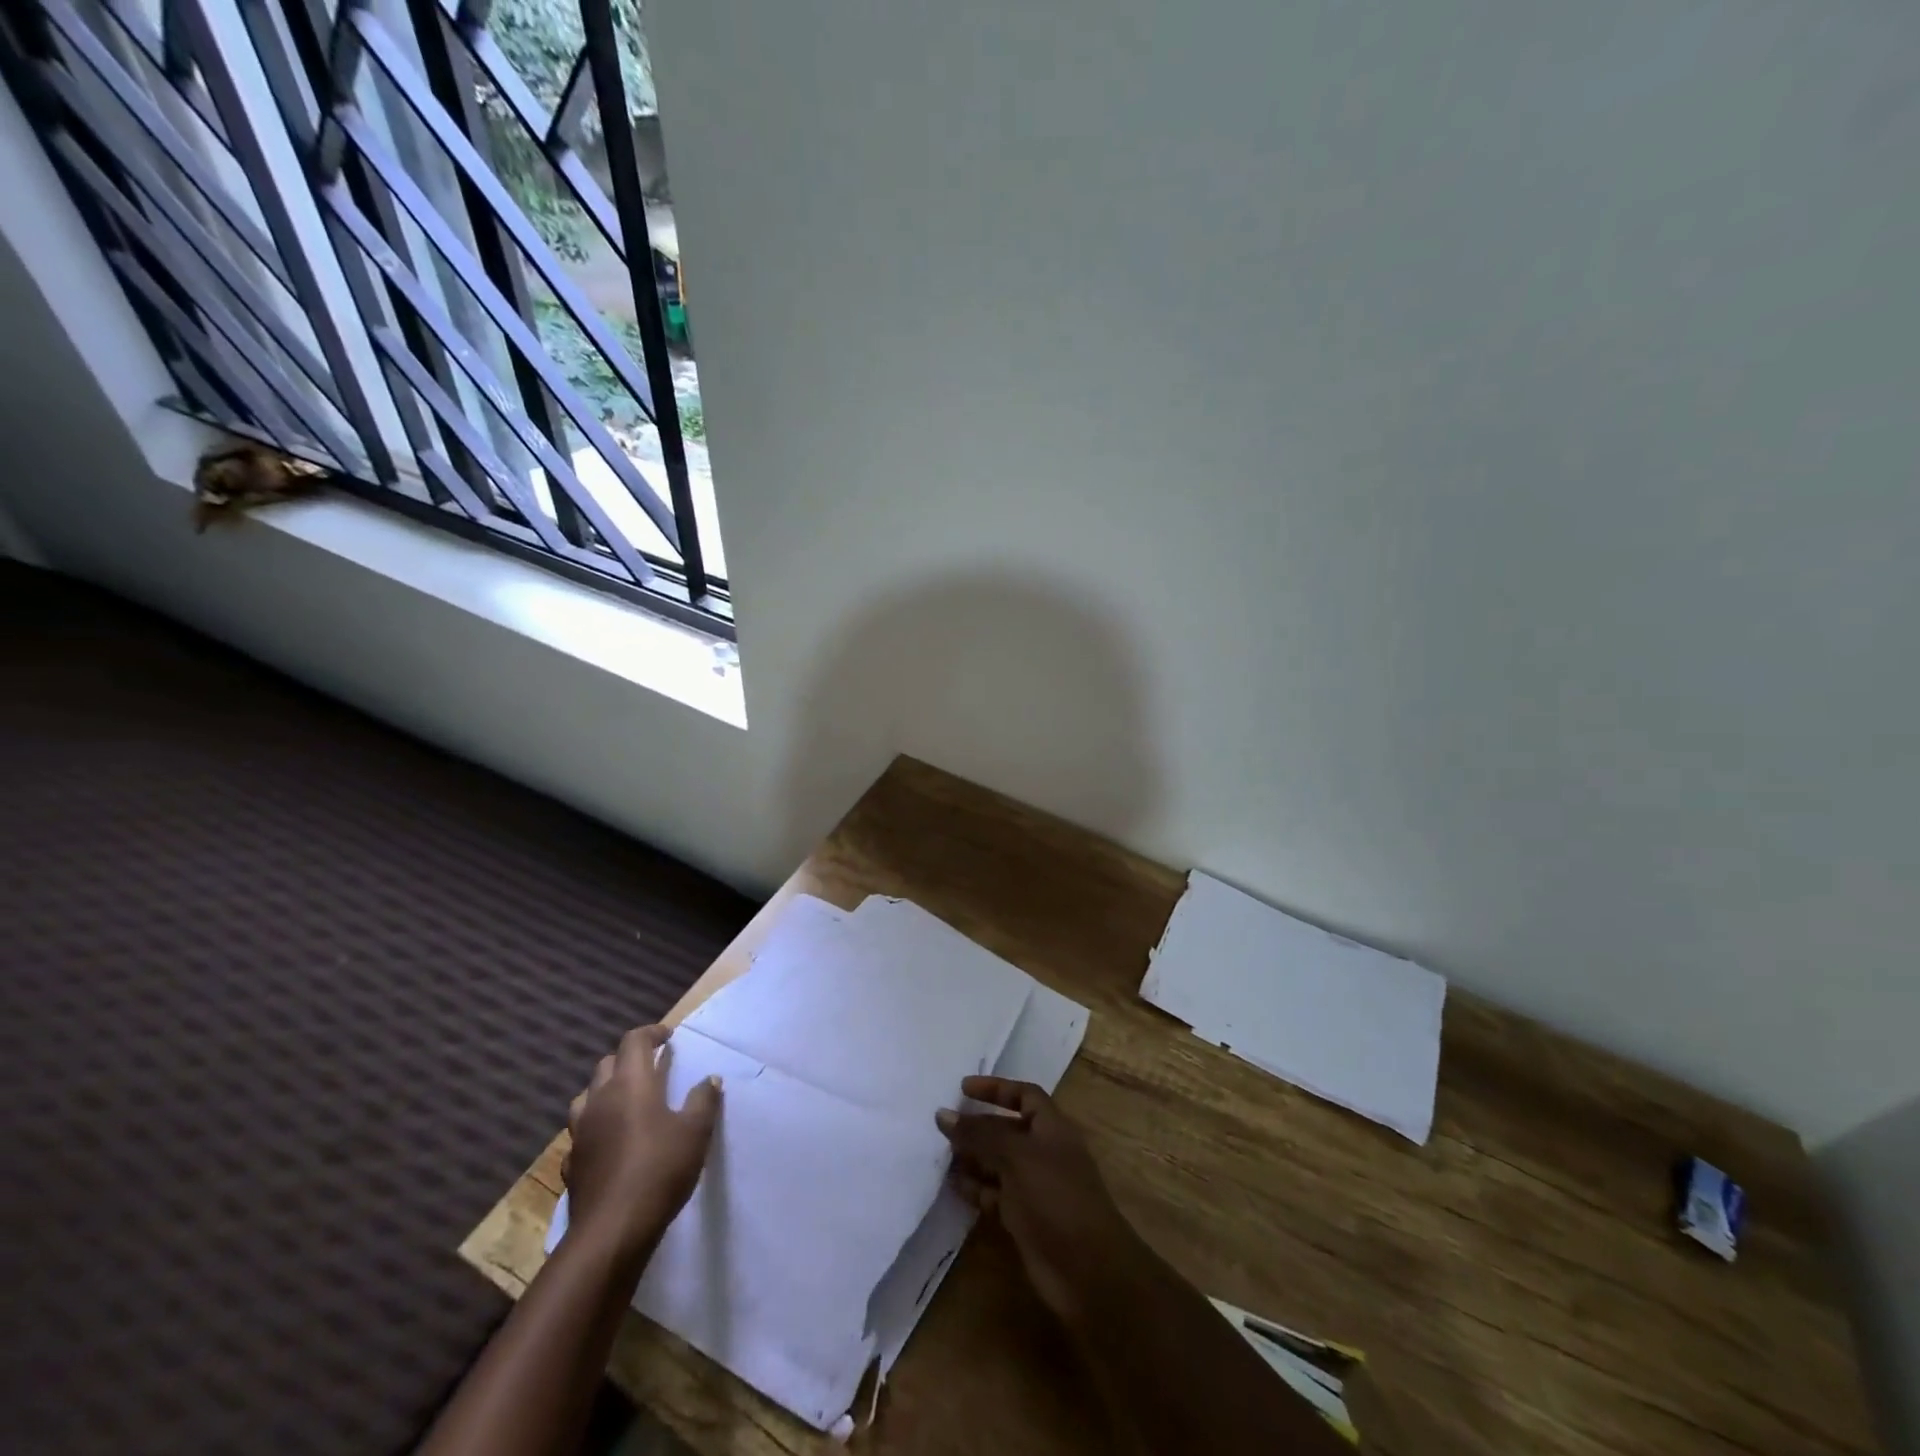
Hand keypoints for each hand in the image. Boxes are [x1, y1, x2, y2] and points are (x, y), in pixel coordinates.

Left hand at [565, 1025, 721, 1260]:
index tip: (668, 1037)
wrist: (613, 1230)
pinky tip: (608, 1143)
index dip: (651, 1033)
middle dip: (628, 1059)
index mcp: (630, 1083)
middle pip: (607, 1064)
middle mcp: (600, 1100)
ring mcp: (580, 1133)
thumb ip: (703, 1100)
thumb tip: (710, 1079)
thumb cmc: (660, 1169)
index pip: (634, 1041)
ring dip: (605, 1091)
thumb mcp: (696, 1131)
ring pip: (586, 1097)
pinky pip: (581, 1134)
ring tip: (626, 1101)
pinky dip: (595, 1129)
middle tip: (651, 1067)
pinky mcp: (571, 1164)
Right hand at [936, 1076, 1140, 1322]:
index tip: (963, 1088)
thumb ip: (980, 1134)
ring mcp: (1034, 1187)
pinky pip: (994, 1195)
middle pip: (1007, 1129)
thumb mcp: (1016, 1156)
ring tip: (940, 1155)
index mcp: (1052, 1128)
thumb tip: (943, 1114)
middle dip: (978, 1125)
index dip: (996, 1089)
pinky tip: (951, 1186)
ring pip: (997, 1163)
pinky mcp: (1023, 1218)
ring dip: (971, 1157)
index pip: (1024, 1095)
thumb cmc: (1056, 1196)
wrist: (1086, 1270)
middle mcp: (1043, 1152)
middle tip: (942, 1126)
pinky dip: (974, 1189)